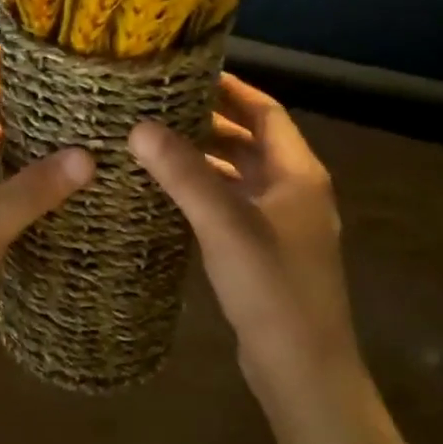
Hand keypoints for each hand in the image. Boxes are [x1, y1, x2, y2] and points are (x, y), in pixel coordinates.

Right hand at [130, 74, 359, 398]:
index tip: (187, 75)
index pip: (266, 112)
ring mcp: (283, 225)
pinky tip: (171, 197)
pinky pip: (234, 208)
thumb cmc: (272, 289)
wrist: (302, 368)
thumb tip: (140, 127)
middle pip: (252, 143)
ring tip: (156, 145)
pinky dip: (207, 194)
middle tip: (159, 108)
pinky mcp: (267, 254)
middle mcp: (295, 192)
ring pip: (241, 177)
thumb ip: (185, 175)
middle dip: (211, 123)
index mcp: (298, 174)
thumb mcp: (225, 225)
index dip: (231, 90)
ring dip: (206, 160)